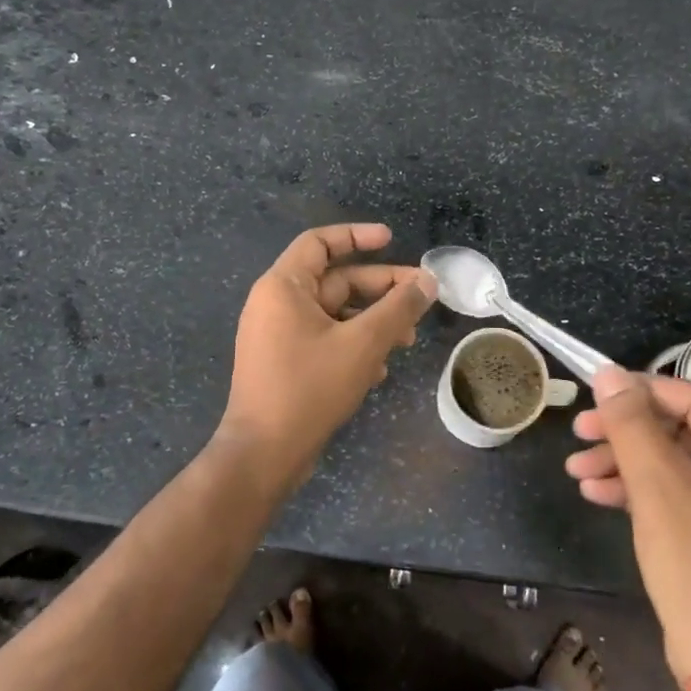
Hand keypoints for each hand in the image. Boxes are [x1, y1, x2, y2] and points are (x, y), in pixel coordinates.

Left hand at [219, 224, 435, 490]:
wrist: (263, 455)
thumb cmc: (309, 388)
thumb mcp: (363, 343)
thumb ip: (398, 308)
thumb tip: (428, 282)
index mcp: (283, 286)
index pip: (320, 242)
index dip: (357, 236)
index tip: (391, 240)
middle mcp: (276, 304)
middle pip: (335, 280)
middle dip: (380, 289)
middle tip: (421, 298)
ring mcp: (278, 335)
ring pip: (335, 314)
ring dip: (373, 322)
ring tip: (407, 340)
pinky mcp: (285, 363)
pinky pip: (325, 339)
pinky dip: (354, 345)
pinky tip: (379, 370)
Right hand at [566, 367, 690, 683]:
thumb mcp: (658, 490)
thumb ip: (632, 425)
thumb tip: (609, 373)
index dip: (641, 392)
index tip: (594, 394)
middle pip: (682, 431)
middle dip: (626, 434)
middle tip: (579, 433)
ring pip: (675, 463)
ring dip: (625, 463)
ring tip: (576, 469)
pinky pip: (681, 494)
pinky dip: (641, 491)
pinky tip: (597, 494)